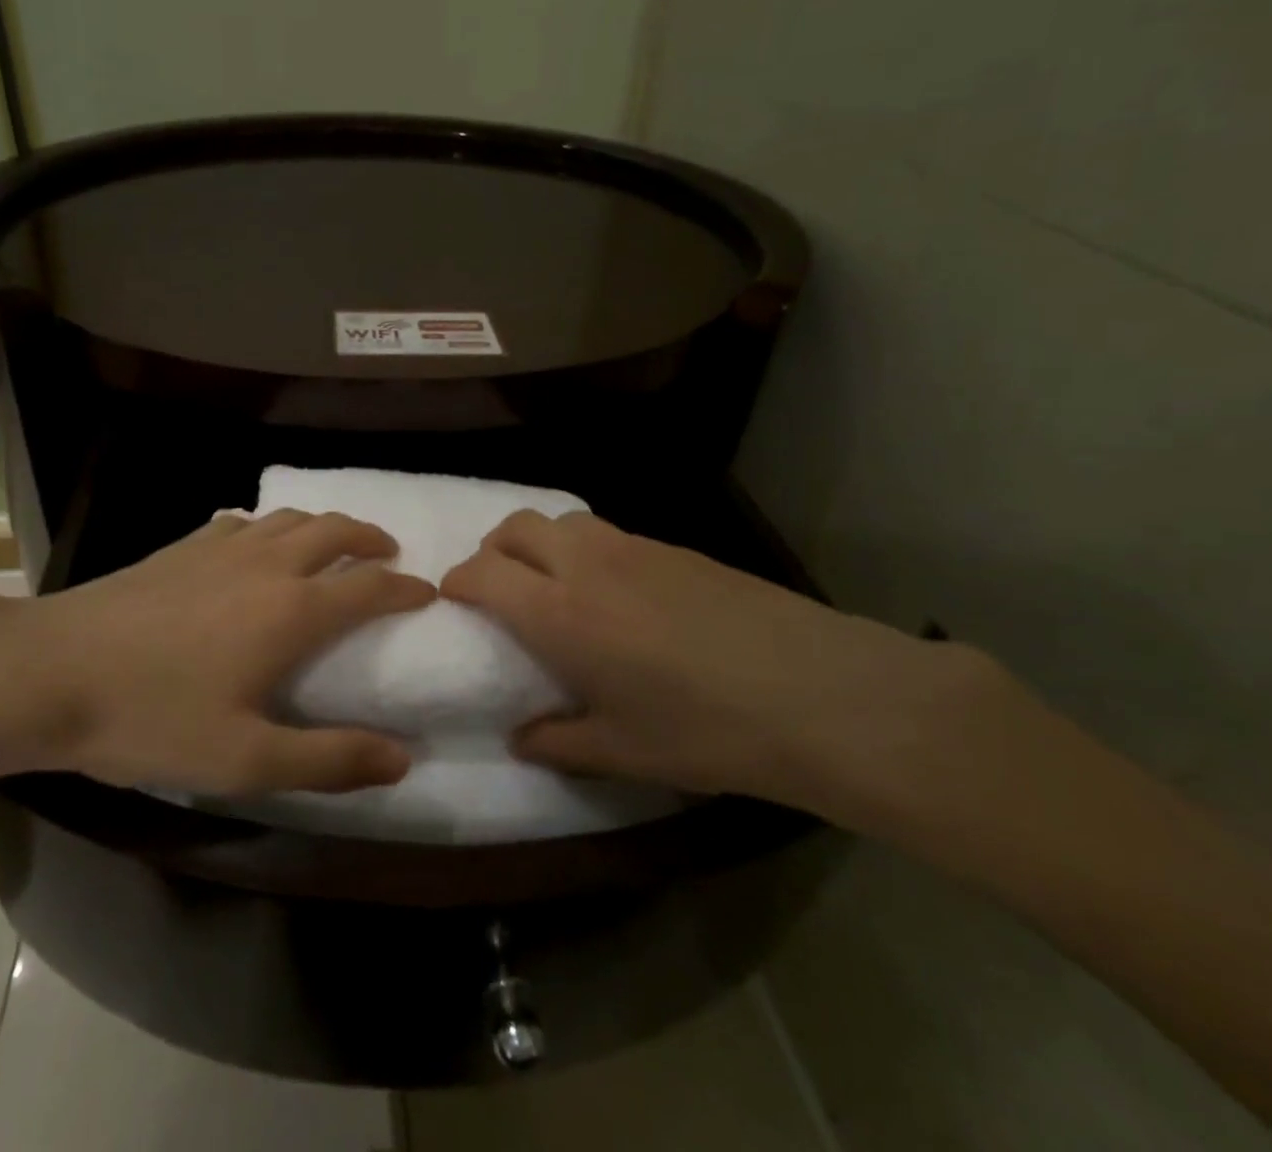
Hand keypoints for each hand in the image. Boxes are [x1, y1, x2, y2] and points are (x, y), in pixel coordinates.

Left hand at [0, 511, 434, 795]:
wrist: (52, 671)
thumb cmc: (153, 719)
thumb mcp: (246, 760)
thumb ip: (330, 759)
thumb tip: (403, 757)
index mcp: (292, 611)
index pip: (370, 586)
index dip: (406, 588)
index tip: (428, 592)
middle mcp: (267, 565)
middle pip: (335, 530)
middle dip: (370, 537)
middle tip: (388, 553)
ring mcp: (221, 547)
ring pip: (290, 518)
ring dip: (324, 525)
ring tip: (333, 544)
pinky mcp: (183, 546)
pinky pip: (243, 522)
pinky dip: (268, 528)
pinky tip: (255, 546)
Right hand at [440, 510, 1001, 820]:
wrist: (818, 693)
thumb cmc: (706, 730)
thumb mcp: (623, 751)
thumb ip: (558, 742)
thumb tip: (521, 739)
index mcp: (559, 614)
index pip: (482, 573)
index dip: (458, 582)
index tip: (453, 601)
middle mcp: (585, 565)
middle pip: (515, 528)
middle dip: (491, 550)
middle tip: (497, 588)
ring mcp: (633, 547)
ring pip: (561, 519)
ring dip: (538, 542)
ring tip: (551, 583)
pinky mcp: (673, 546)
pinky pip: (606, 530)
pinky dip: (584, 547)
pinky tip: (612, 589)